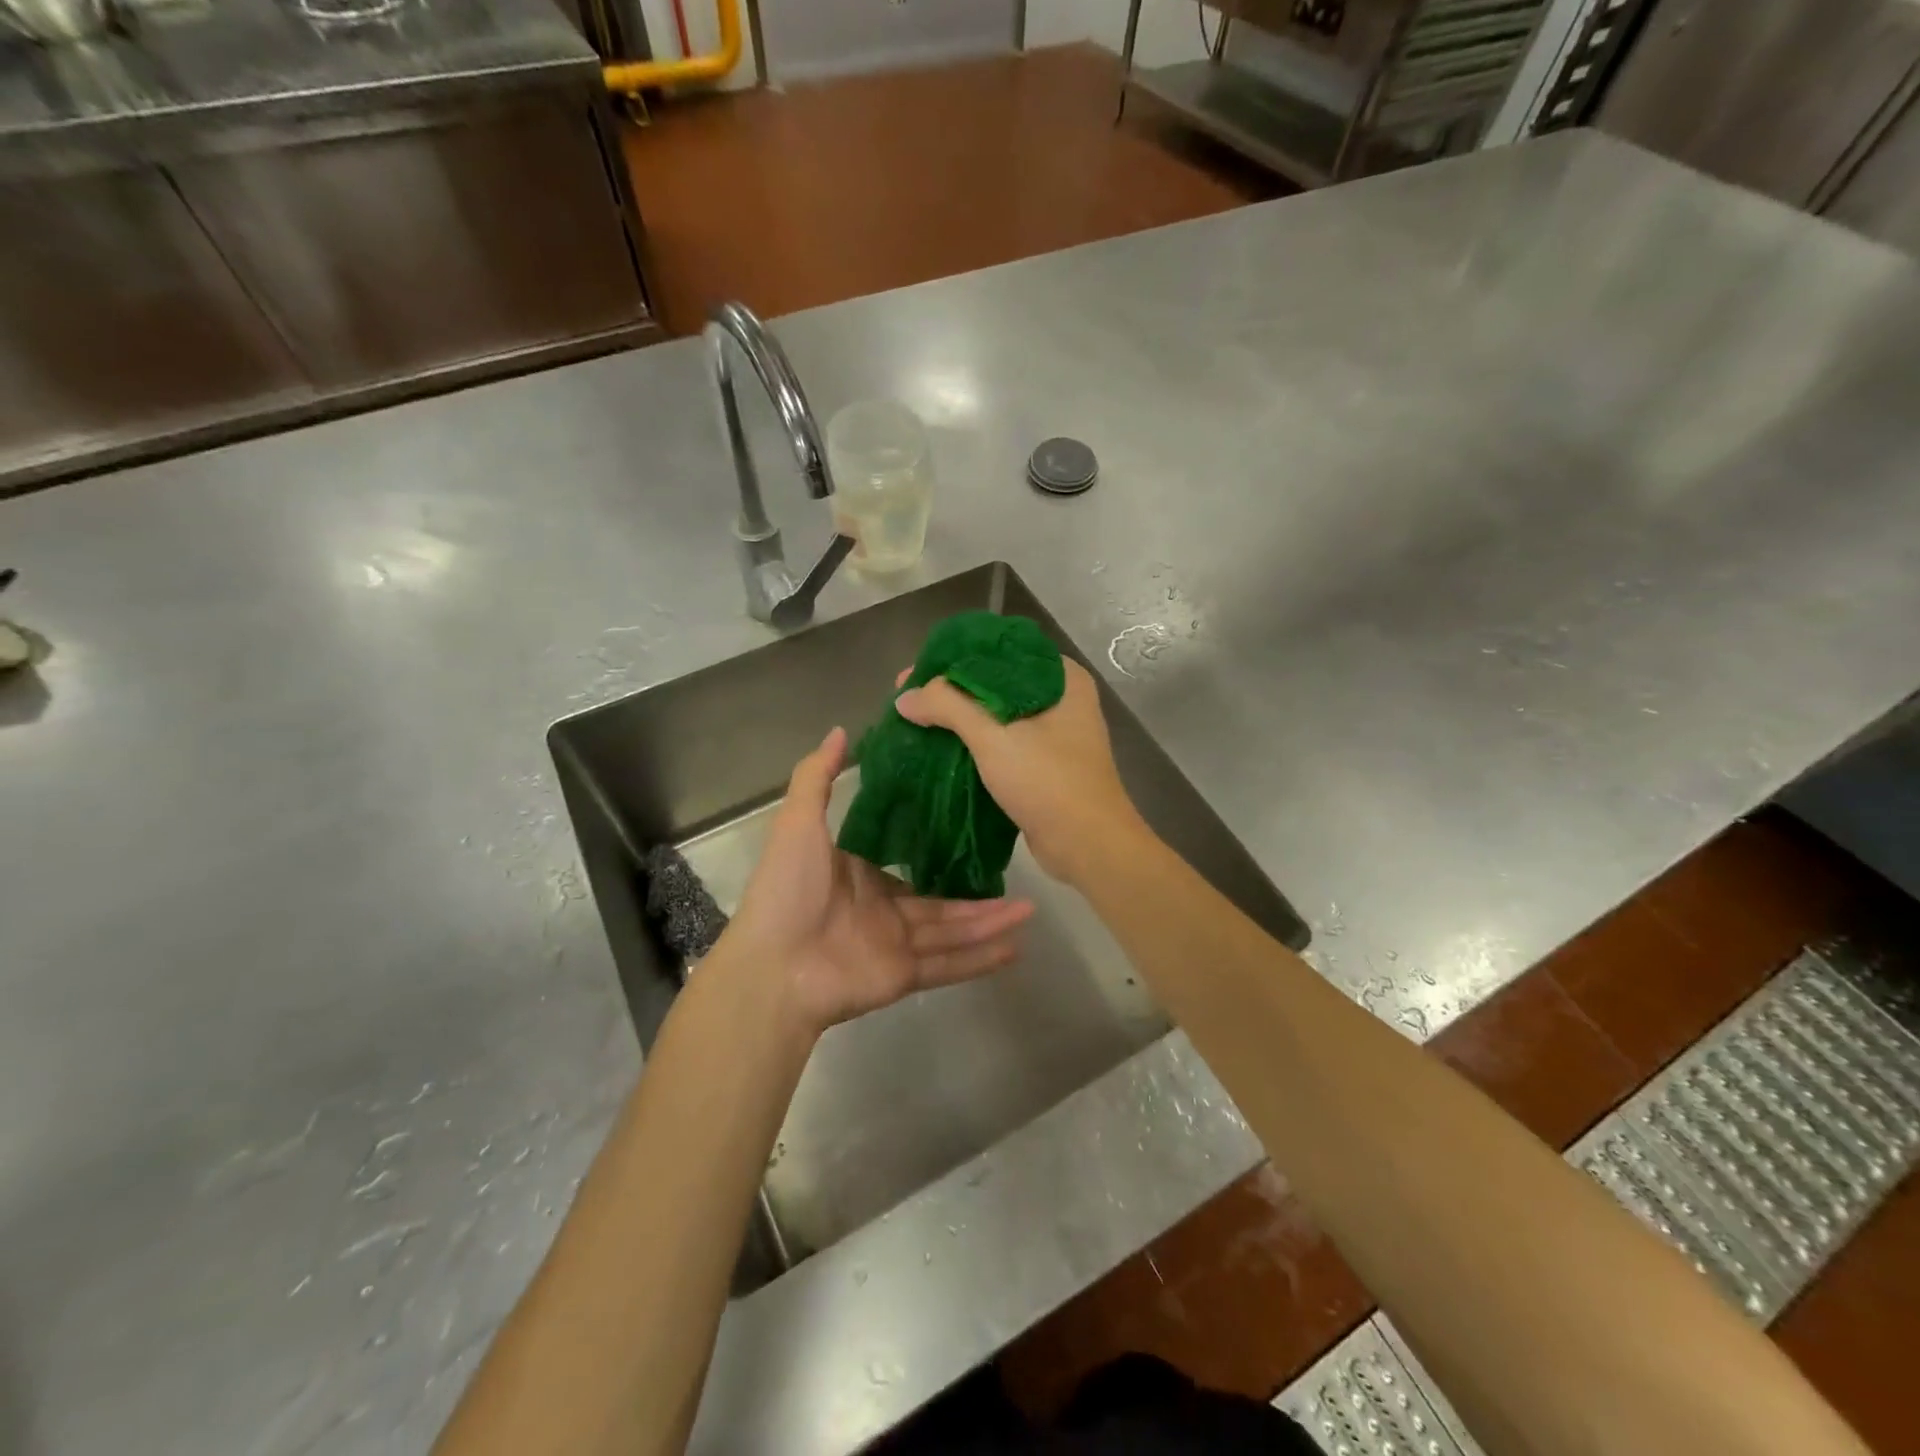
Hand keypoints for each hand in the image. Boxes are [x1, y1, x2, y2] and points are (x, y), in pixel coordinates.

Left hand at [725, 727, 1034, 1035]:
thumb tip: (841, 730)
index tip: (978, 825)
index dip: (943, 846)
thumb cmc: (787, 889)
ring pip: (952, 930)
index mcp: (861, 873)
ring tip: (1031, 911)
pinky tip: (1015, 948)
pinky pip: (948, 965)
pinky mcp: (903, 976)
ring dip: (990, 922)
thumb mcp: (799, 823)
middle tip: (1022, 876)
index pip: (910, 858)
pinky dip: (980, 959)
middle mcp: (882, 907)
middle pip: (941, 898)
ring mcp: (894, 944)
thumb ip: (818, 777)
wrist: (773, 968)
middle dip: (980, 892)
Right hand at [894, 659, 1149, 889]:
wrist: (1087, 845)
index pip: (998, 650)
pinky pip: (1002, 741)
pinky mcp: (1045, 764)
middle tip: (909, 696)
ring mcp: (1055, 733)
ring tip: (918, 720)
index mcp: (1060, 677)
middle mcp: (1061, 698)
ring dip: (960, 718)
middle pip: (994, 681)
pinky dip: (974, 742)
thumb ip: (947, 706)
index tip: (917, 669)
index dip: (953, 657)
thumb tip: (905, 696)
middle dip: (951, 690)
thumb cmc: (1047, 780)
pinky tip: (941, 747)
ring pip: (996, 713)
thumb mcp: (993, 735)